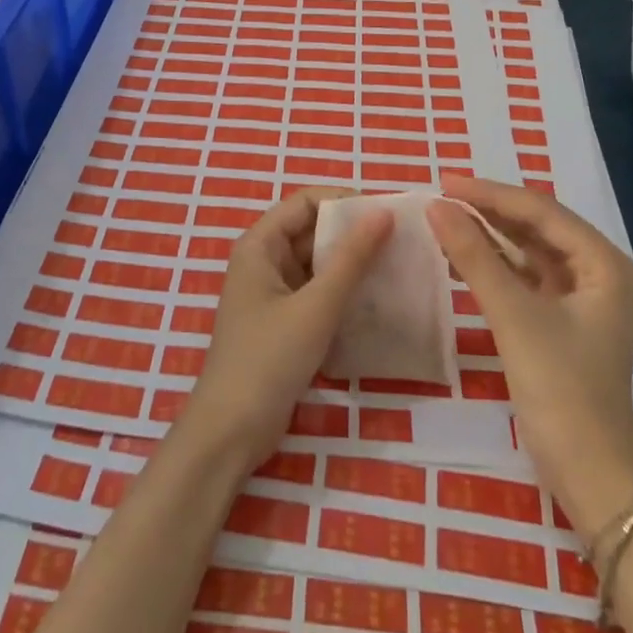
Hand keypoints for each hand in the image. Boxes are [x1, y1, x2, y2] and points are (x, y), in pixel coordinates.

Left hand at [182, 188, 391, 469]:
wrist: (231, 430)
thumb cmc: (268, 359)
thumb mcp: (316, 306)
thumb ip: (351, 259)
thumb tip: (383, 213)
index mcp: (260, 246)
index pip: (305, 202)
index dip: (344, 201)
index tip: (387, 215)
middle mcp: (263, 262)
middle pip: (311, 231)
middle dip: (352, 234)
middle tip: (401, 243)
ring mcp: (271, 294)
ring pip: (316, 264)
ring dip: (350, 265)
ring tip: (396, 269)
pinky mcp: (282, 323)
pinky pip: (316, 293)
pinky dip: (341, 293)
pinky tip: (375, 301)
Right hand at [427, 176, 632, 525]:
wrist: (587, 469)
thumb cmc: (559, 387)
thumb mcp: (513, 315)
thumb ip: (474, 257)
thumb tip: (436, 207)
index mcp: (604, 263)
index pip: (541, 211)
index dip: (491, 194)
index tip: (445, 182)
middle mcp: (598, 271)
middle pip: (537, 226)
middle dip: (490, 210)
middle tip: (441, 196)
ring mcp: (581, 297)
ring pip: (529, 250)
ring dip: (490, 234)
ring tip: (445, 217)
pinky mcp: (562, 319)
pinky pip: (525, 276)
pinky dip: (494, 264)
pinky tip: (462, 254)